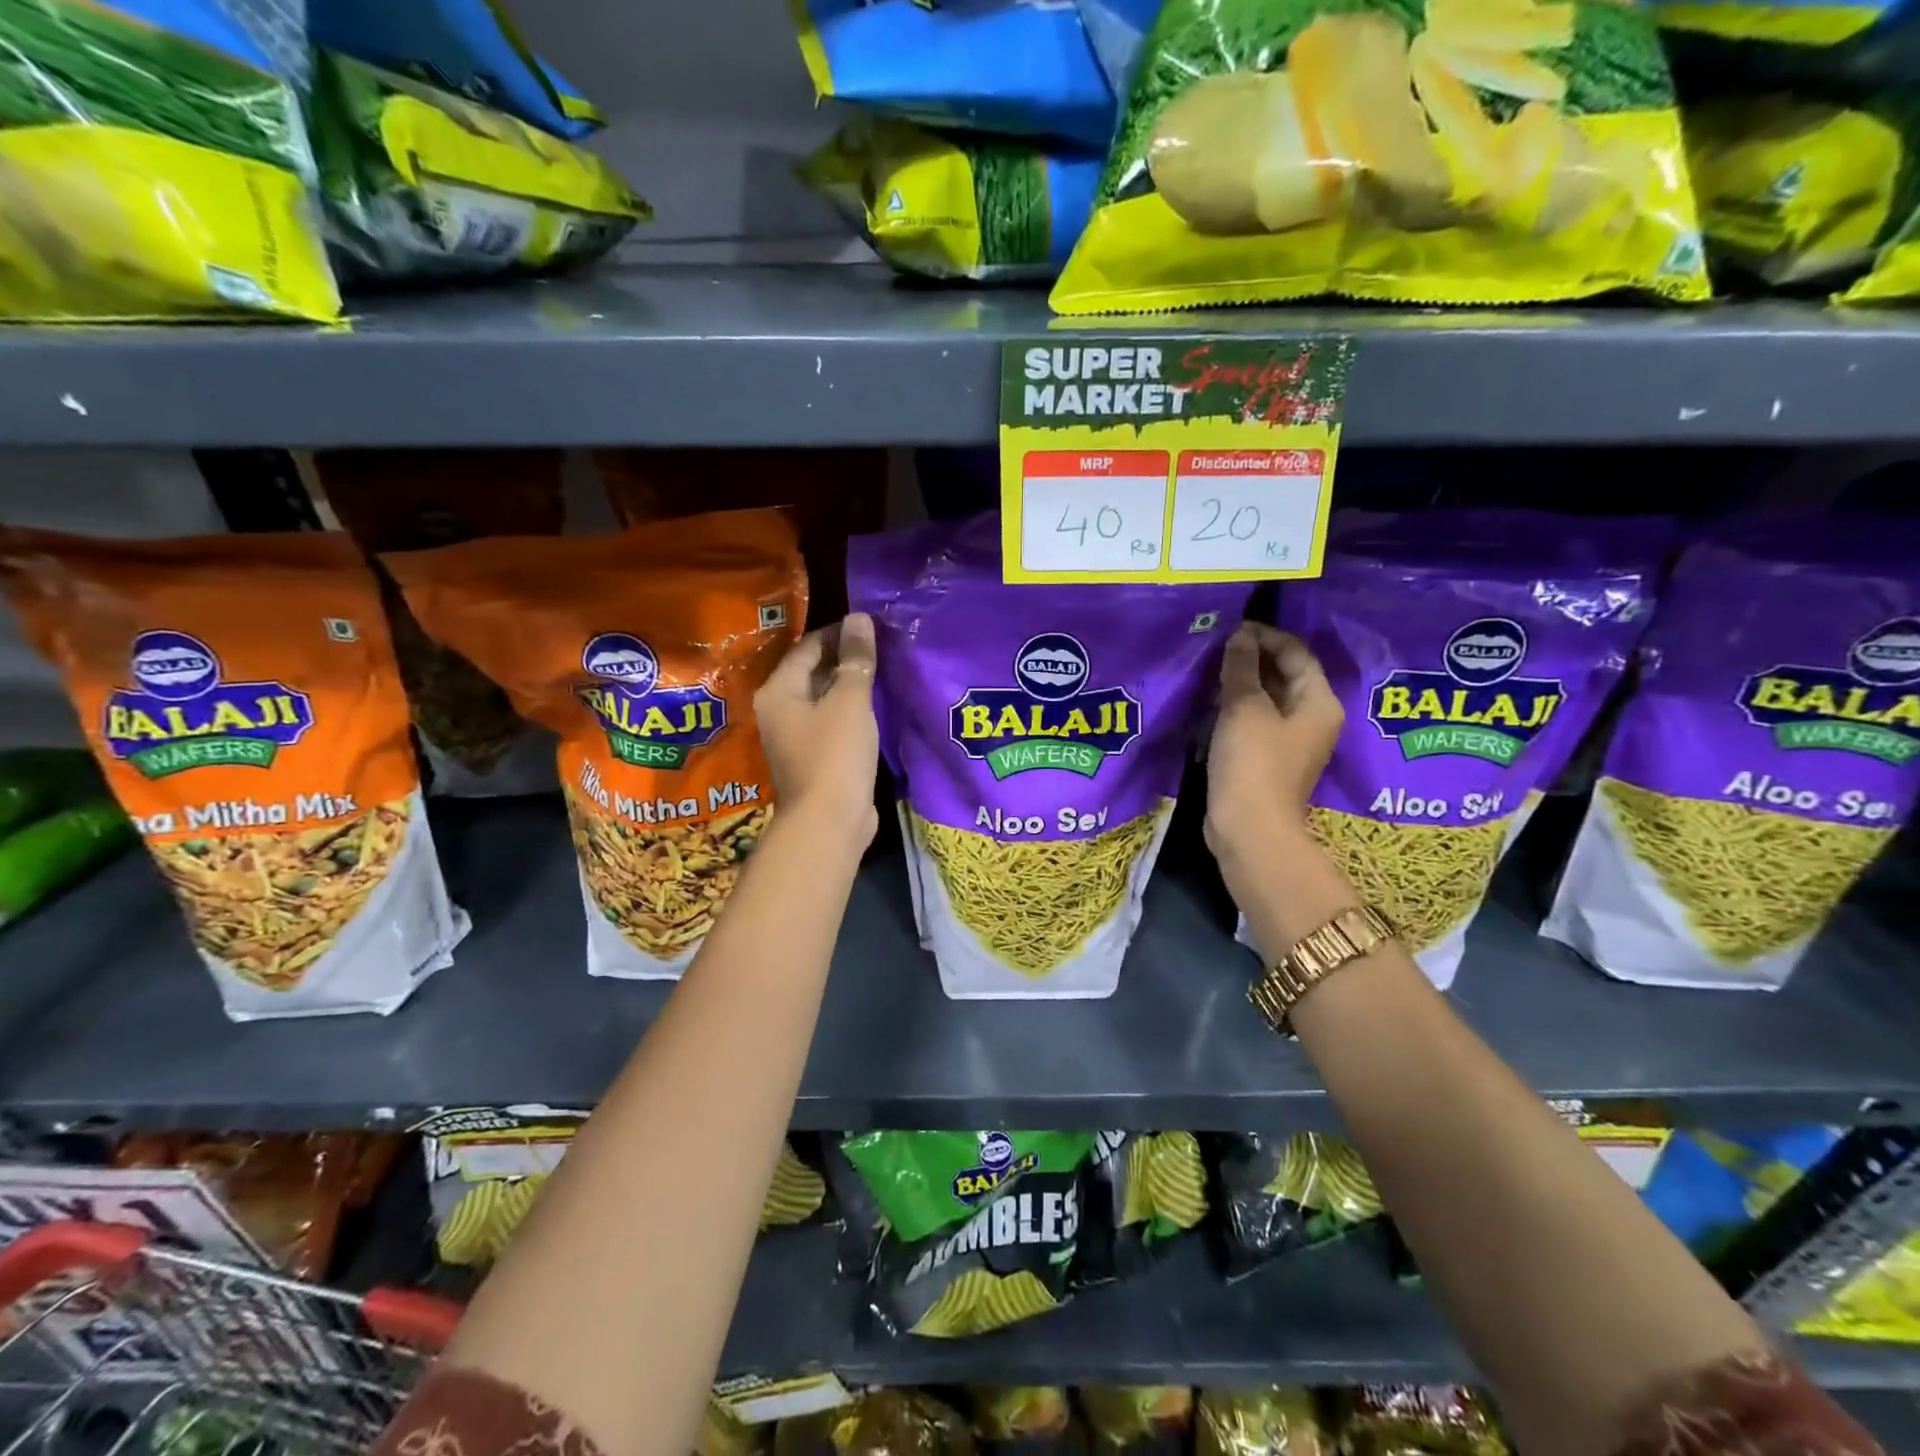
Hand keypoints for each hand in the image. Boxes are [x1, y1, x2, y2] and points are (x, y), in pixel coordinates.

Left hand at [753, 612, 879, 850]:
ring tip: (884, 670)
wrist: (829, 822)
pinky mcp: (815, 758)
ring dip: (850, 686)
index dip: (838, 632)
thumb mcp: (849, 700)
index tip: (870, 625)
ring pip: (824, 699)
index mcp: (778, 691)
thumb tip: (859, 618)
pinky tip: (877, 705)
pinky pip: (833, 723)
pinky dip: (852, 711)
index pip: (807, 647)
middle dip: (845, 658)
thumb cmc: (834, 754)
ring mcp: (796, 737)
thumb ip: (856, 659)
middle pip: (812, 672)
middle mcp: (780, 711)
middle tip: (882, 645)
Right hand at [1204, 622, 1342, 864]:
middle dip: (1252, 658)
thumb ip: (1241, 669)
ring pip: (1268, 699)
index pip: (1296, 653)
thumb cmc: (1253, 763)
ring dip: (1242, 683)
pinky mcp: (1268, 760)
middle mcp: (1313, 719)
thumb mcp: (1244, 708)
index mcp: (1319, 702)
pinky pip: (1256, 721)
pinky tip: (1211, 703)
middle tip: (1215, 648)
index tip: (1230, 628)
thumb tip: (1239, 637)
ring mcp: (1291, 742)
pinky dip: (1237, 708)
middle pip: (1285, 675)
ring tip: (1209, 671)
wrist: (1250, 829)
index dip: (1265, 636)